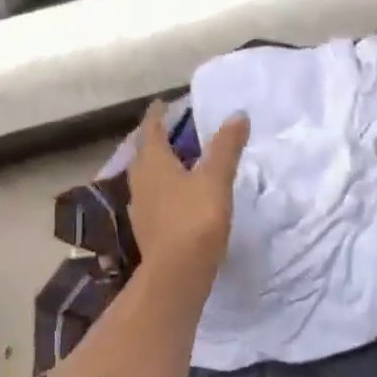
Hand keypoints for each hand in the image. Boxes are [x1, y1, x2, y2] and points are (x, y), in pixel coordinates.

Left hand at [128, 98, 248, 280]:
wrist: (177, 273)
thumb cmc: (195, 220)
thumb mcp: (215, 179)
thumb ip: (226, 147)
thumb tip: (237, 115)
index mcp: (153, 163)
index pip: (151, 130)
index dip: (157, 115)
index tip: (162, 103)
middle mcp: (140, 181)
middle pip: (144, 154)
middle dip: (155, 140)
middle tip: (171, 131)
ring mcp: (140, 207)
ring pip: (146, 178)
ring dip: (159, 167)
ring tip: (177, 163)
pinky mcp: (147, 230)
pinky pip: (153, 200)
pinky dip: (163, 191)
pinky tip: (176, 198)